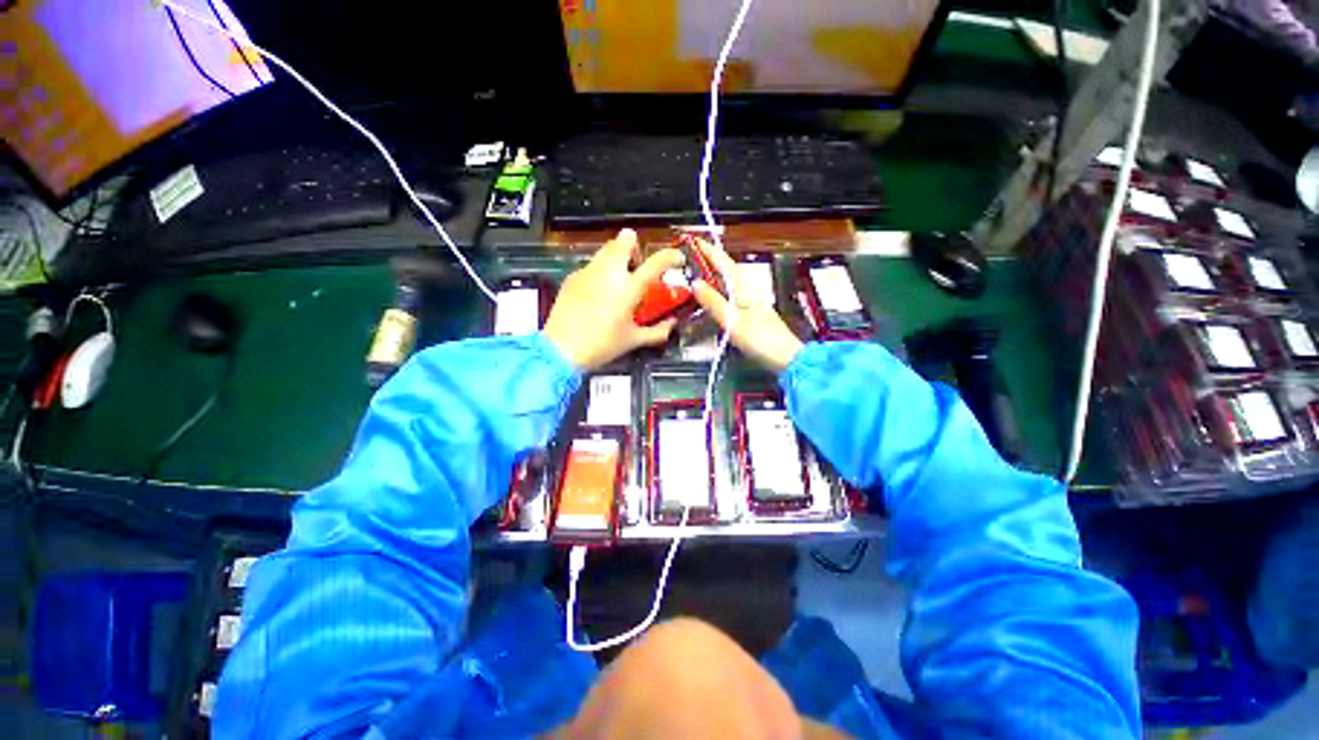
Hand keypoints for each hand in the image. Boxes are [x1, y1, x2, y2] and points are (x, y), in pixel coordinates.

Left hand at [544, 229, 684, 369]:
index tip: (677, 259)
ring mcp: (588, 272)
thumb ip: (658, 331)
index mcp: (629, 288)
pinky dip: (600, 272)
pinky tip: (597, 293)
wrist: (561, 349)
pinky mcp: (573, 277)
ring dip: (618, 257)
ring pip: (606, 249)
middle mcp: (609, 272)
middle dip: (635, 247)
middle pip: (625, 240)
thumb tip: (672, 324)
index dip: (671, 256)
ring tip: (618, 280)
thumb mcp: (634, 340)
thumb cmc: (602, 345)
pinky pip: (592, 265)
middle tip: (637, 267)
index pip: (657, 262)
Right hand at [691, 239, 803, 373]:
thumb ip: (714, 303)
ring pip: (730, 283)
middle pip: (727, 271)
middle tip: (690, 257)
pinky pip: (732, 296)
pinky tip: (714, 297)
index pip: (724, 264)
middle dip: (710, 261)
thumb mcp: (733, 322)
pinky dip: (719, 291)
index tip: (694, 240)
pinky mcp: (753, 314)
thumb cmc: (761, 341)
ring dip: (714, 275)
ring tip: (697, 273)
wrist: (788, 359)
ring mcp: (752, 303)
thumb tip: (695, 283)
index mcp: (744, 289)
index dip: (709, 251)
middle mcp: (749, 291)